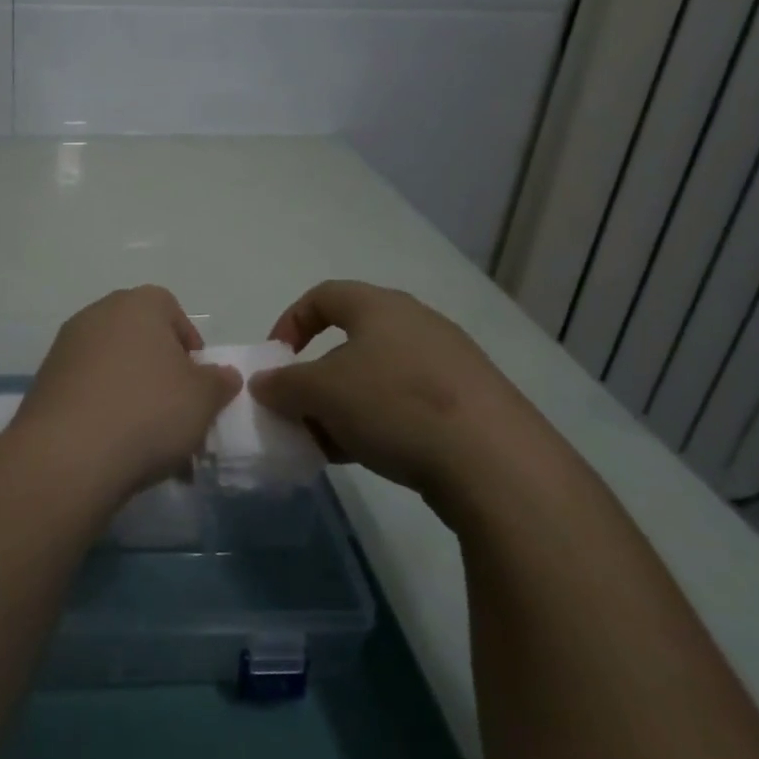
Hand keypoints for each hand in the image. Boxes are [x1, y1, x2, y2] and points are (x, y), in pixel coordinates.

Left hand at [8, 286, 240, 501]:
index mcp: (137, 304)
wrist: (69, 453)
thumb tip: (222, 374)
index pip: (171, 310)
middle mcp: (97, 315)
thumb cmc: (148, 411)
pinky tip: (119, 451)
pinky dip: (106, 413)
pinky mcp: (46, 383)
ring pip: (115, 371)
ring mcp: (66, 348)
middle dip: (163, 377)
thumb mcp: (203, 398)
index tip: (198, 382)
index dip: (189, 345)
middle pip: (141, 341)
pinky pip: (88, 392)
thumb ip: (219, 381)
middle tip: (179, 416)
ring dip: (136, 400)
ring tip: (154, 447)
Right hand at [247, 280, 550, 499]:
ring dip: (344, 406)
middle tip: (299, 409)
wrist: (496, 463)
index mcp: (380, 307)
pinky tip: (366, 456)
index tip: (276, 360)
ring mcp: (449, 365)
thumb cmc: (394, 405)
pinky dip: (378, 423)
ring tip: (327, 442)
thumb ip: (283, 384)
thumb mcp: (321, 392)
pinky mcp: (470, 405)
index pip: (323, 296)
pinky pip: (407, 405)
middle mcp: (417, 324)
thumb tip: (263, 383)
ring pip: (377, 378)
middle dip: (316, 377)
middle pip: (350, 342)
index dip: (290, 322)